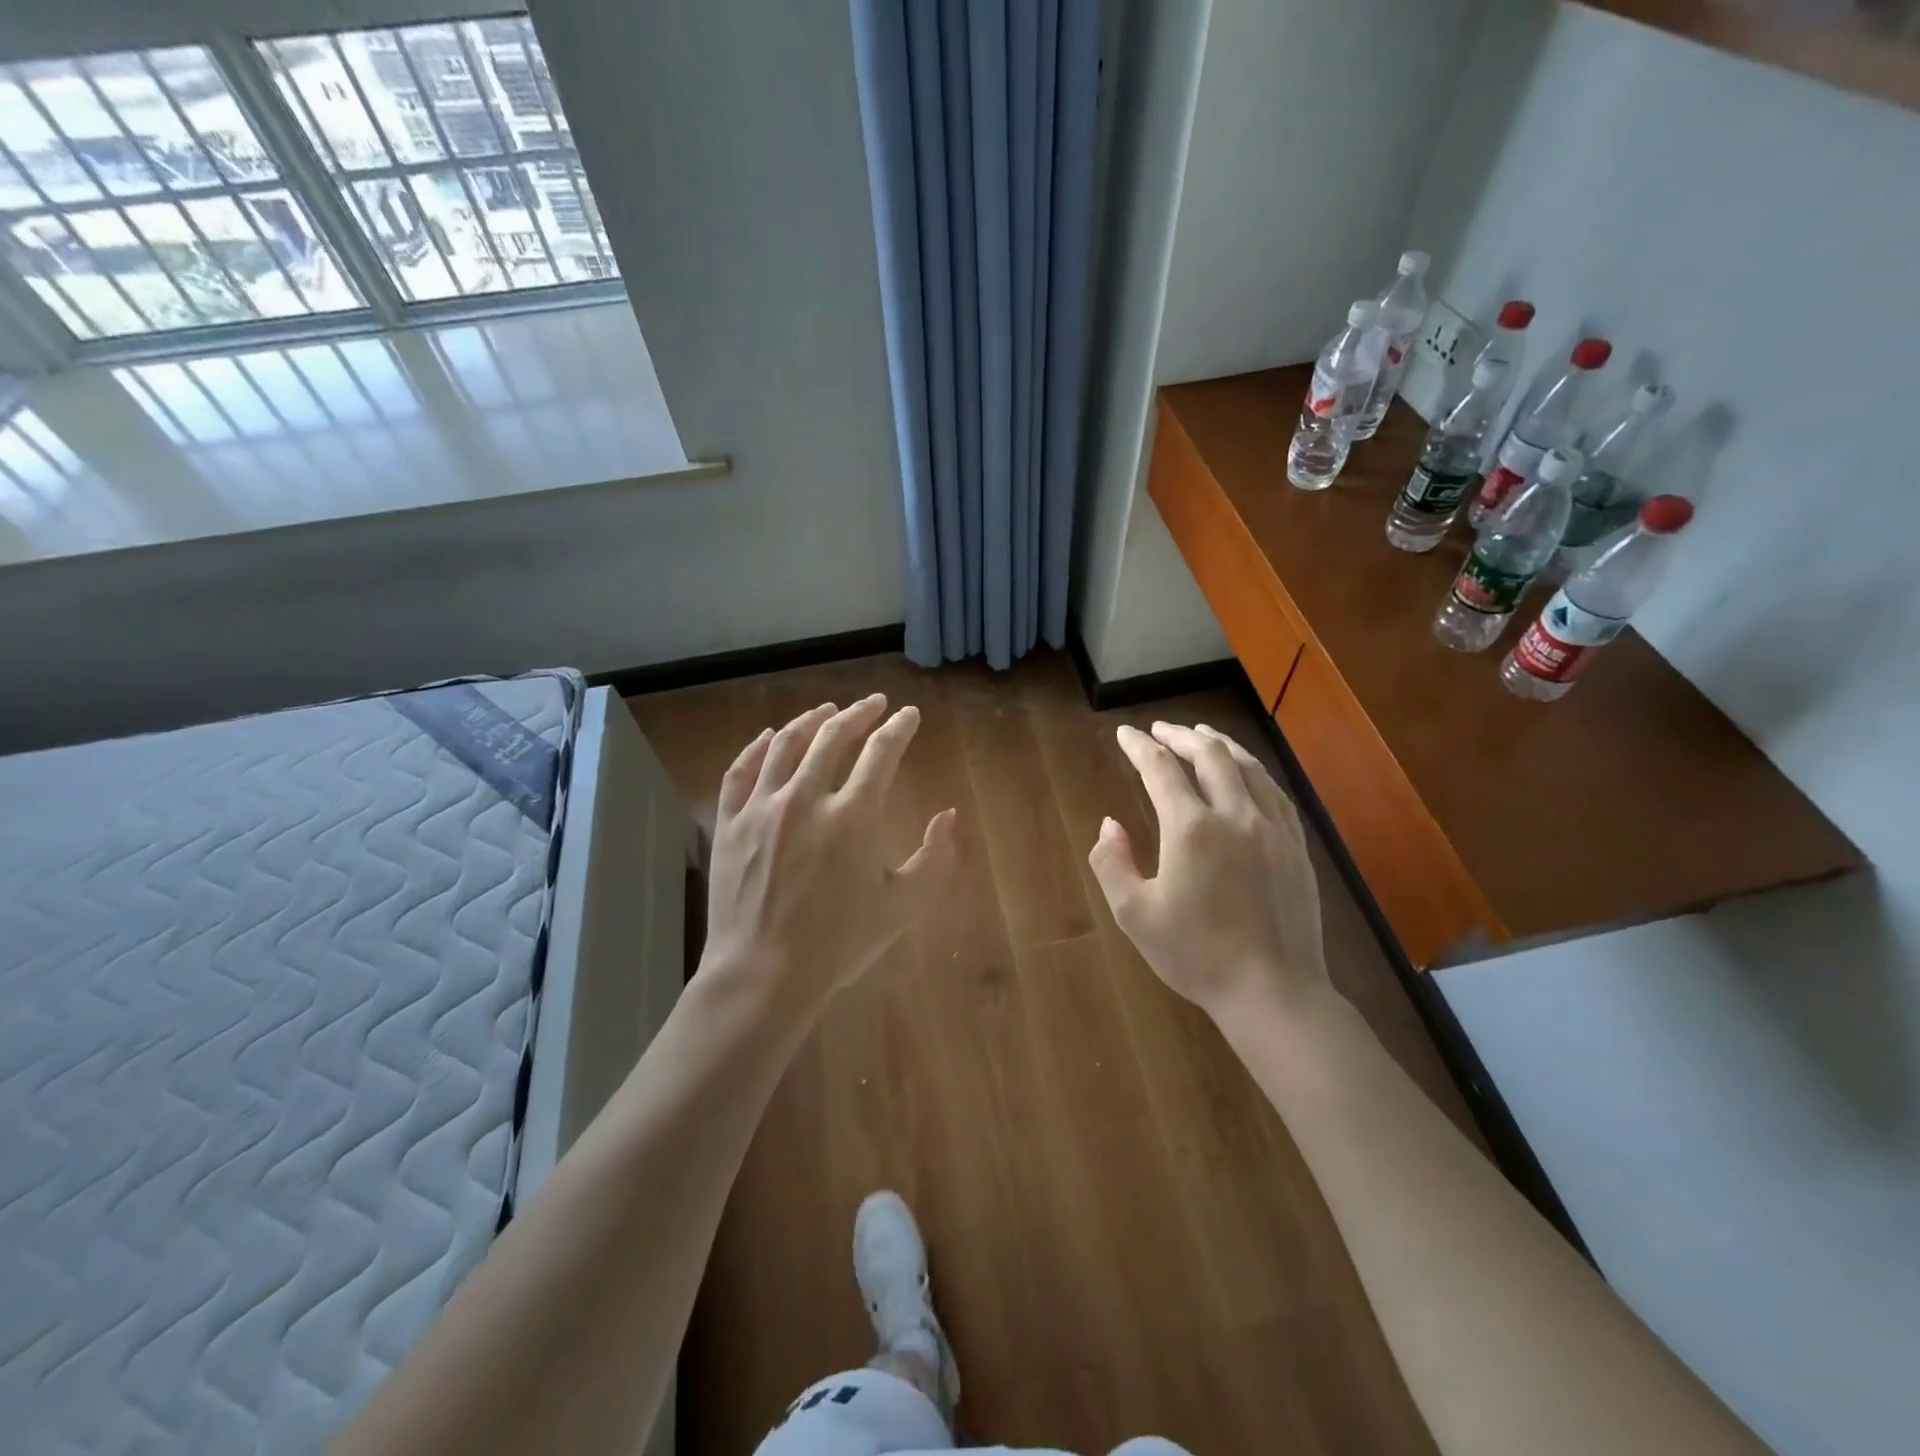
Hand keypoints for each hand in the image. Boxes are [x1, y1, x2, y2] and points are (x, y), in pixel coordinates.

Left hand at [702, 694, 957, 1008]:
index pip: (881, 751)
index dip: (899, 727)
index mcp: (854, 815)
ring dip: (810, 720)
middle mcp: (806, 798)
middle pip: (833, 735)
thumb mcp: (903, 906)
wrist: (764, 974)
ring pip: (785, 744)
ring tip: (826, 709)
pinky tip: (768, 736)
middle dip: (859, 712)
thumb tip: (949, 815)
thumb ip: (935, 858)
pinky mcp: (730, 823)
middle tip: (873, 704)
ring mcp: (762, 807)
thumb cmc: (839, 943)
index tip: (908, 715)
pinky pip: (741, 770)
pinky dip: (757, 746)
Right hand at [1089, 722, 1328, 1021]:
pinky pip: (1275, 790)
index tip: (1124, 733)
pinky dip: (1253, 769)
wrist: (1273, 991)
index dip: (1139, 746)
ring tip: (1201, 734)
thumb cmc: (1197, 955)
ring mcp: (1272, 827)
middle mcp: (1235, 815)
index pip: (1160, 769)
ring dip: (1220, 743)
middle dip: (1180, 735)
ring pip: (1247, 766)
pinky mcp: (1296, 845)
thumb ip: (1112, 863)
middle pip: (1209, 755)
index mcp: (1191, 829)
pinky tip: (1247, 772)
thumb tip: (1109, 824)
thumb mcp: (1135, 915)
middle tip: (1160, 730)